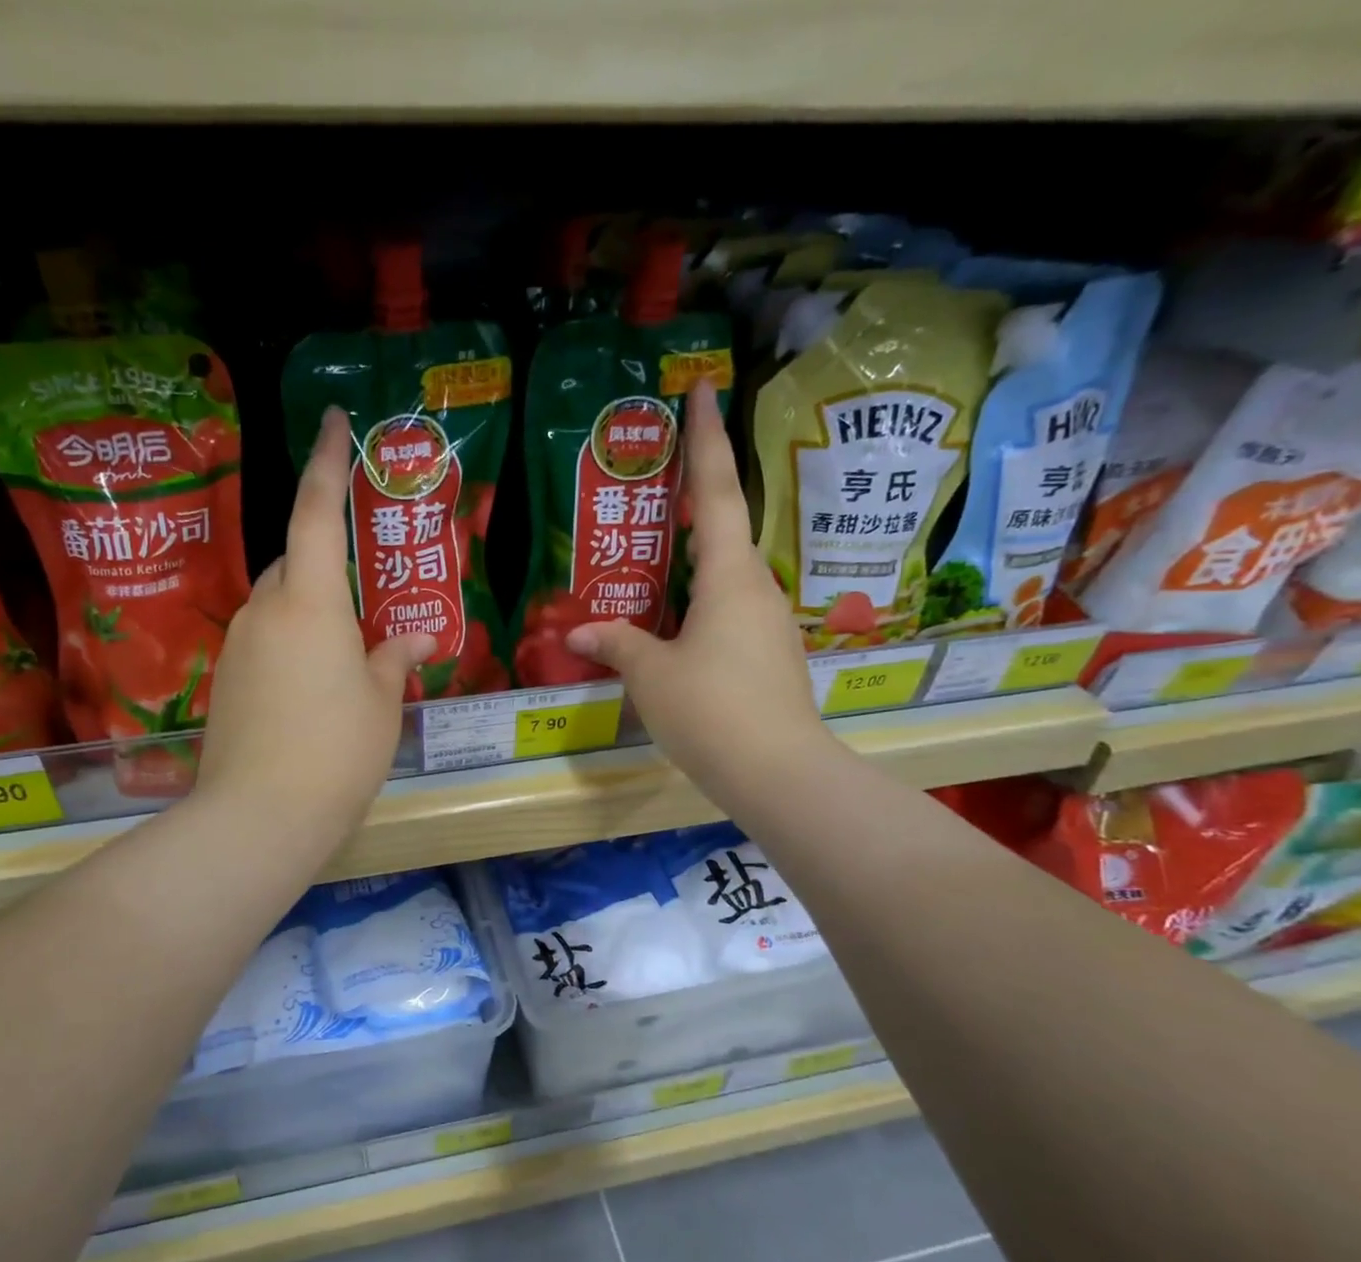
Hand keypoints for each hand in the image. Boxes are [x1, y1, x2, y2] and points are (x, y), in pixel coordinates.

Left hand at [195, 407, 434, 852]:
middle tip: (365, 601)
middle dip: (326, 565)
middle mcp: (266, 611)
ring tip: (346, 660)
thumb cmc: (337, 751)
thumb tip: (414, 638)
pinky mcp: (225, 681)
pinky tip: (314, 692)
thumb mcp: (381, 703)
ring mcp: (238, 646)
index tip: (332, 421)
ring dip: (311, 615)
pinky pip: (265, 643)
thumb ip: (393, 658)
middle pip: (294, 563)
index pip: (317, 513)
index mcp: (311, 602)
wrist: (260, 817)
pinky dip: (291, 649)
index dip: (327, 463)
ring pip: (279, 606)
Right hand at [565, 382, 832, 815]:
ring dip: (692, 561)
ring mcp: (768, 624)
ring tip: (653, 559)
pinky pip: (729, 612)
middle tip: (656, 481)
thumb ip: (617, 644)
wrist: (779, 773)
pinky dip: (699, 604)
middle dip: (693, 499)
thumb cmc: (711, 710)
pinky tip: (672, 624)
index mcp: (729, 576)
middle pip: (723, 529)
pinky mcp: (769, 656)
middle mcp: (756, 588)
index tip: (705, 390)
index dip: (706, 439)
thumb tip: (580, 634)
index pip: (715, 492)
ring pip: (725, 576)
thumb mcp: (651, 675)